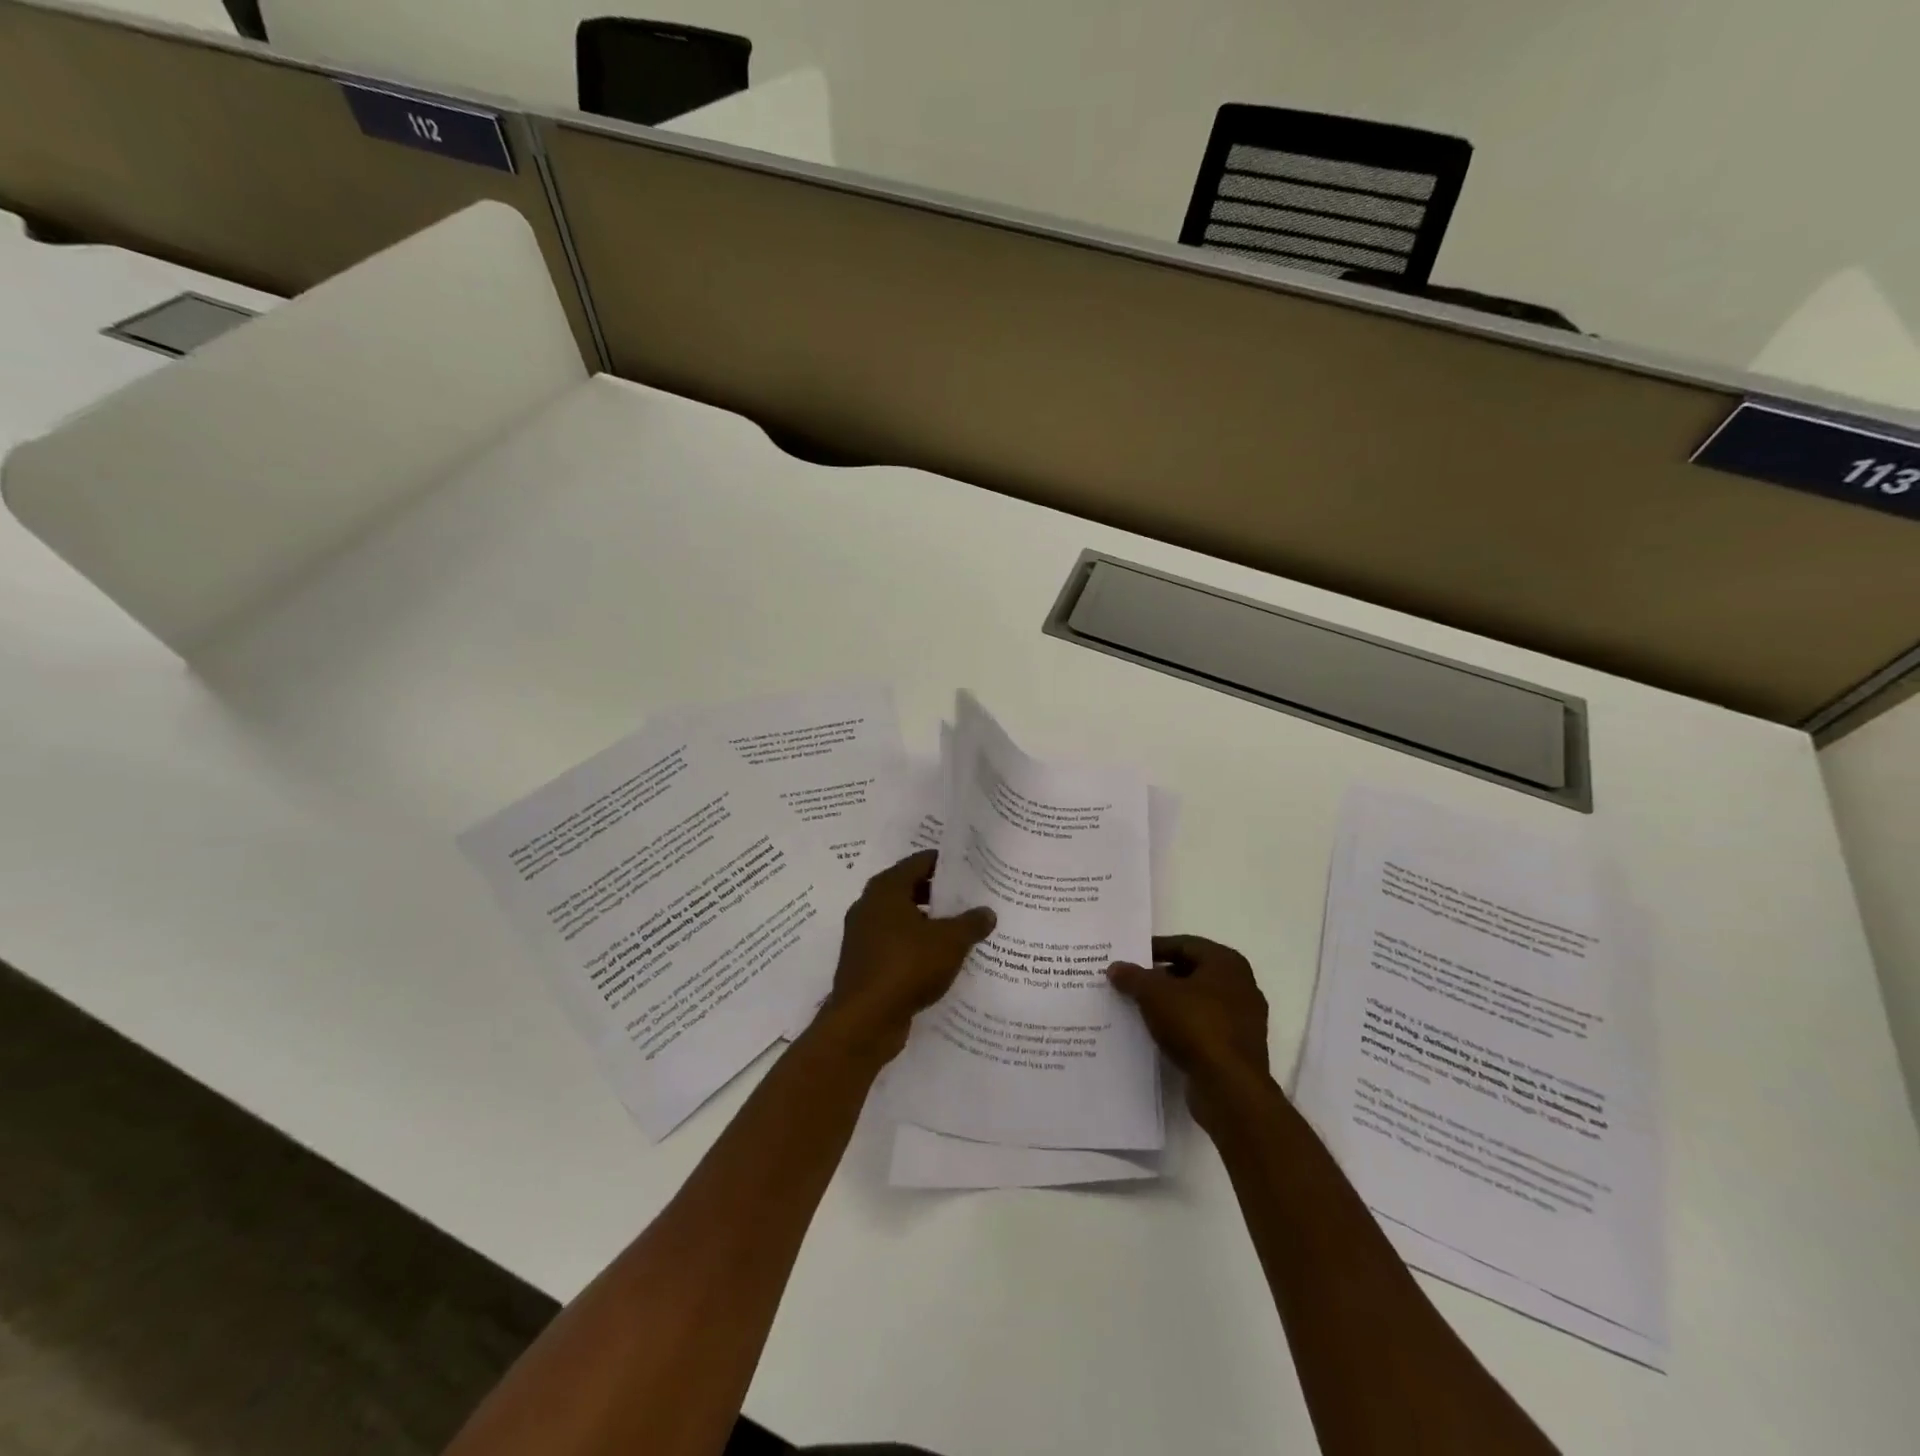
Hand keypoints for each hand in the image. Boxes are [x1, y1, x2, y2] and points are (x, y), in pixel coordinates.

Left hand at [818, 850, 995, 1063]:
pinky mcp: (864, 963)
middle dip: (939, 894)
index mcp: (886, 889)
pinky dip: (916, 947)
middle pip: (910, 889)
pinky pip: (895, 945)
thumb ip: (971, 923)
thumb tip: (987, 912)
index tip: (971, 867)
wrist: (864, 1021)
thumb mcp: (950, 942)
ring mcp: (863, 936)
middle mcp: (869, 906)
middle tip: (971, 898)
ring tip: (962, 930)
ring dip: (928, 923)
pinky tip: (941, 960)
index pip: (919, 862)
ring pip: (902, 920)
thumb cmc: (906, 966)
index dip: (945, 863)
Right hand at [1108, 935, 1273, 1130]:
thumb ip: (1133, 976)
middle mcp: (1241, 986)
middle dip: (1160, 977)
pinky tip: (1158, 1035)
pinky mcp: (1237, 1049)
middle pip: (1192, 973)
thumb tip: (1115, 967)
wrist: (1229, 1088)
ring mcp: (1243, 1020)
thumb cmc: (1196, 1025)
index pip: (1185, 944)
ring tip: (1138, 1008)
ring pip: (1197, 1002)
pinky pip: (1203, 1028)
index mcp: (1226, 963)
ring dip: (1170, 1004)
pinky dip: (1181, 1027)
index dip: (1155, 948)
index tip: (1130, 957)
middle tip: (1131, 982)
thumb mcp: (1154, 994)